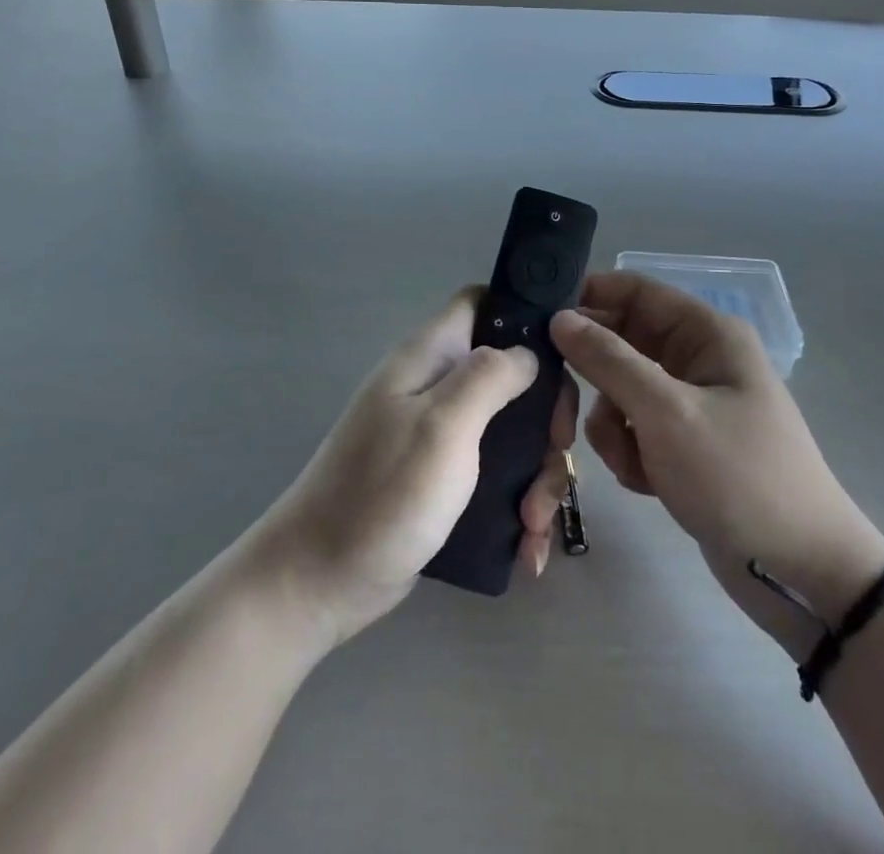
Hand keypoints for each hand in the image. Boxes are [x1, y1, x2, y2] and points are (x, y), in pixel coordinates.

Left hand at [249, 289, 577, 647]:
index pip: (482, 302)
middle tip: (557, 452)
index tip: (564, 354)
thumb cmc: (383, 494)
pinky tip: (527, 544)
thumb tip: (528, 352)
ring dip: (537, 472)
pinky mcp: (443, 480)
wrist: (319, 581)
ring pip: (511, 431)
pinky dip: (519, 504)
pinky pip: (497, 475)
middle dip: (544, 415)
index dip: (524, 314)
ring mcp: (439, 435)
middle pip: (511, 374)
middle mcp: (436, 387)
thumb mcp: (443, 425)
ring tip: (535, 522)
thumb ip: (489, 376)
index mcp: (429, 357)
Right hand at [551, 272, 883, 656]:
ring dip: (611, 424)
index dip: (587, 297)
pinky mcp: (684, 443)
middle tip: (560, 406)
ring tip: (629, 460)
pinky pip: (635, 428)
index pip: (634, 290)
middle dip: (593, 375)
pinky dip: (630, 451)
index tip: (539, 321)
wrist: (802, 574)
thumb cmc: (738, 477)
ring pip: (620, 389)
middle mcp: (697, 357)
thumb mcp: (666, 412)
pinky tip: (646, 482)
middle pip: (621, 342)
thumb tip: (559, 319)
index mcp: (706, 333)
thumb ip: (607, 360)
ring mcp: (691, 402)